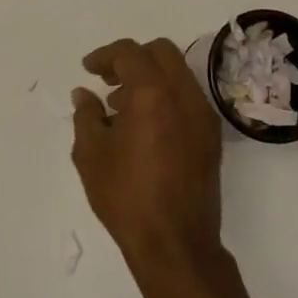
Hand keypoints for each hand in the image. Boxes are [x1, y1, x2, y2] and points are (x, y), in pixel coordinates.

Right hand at [73, 38, 225, 276]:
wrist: (176, 245)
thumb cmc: (127, 197)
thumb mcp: (91, 154)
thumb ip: (86, 115)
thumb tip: (85, 94)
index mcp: (153, 93)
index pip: (130, 52)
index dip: (105, 55)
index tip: (88, 70)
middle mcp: (184, 94)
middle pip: (161, 52)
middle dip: (132, 58)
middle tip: (109, 79)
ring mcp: (203, 115)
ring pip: (177, 73)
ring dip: (150, 77)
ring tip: (121, 108)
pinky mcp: (211, 137)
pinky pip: (187, 98)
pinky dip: (166, 97)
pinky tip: (144, 127)